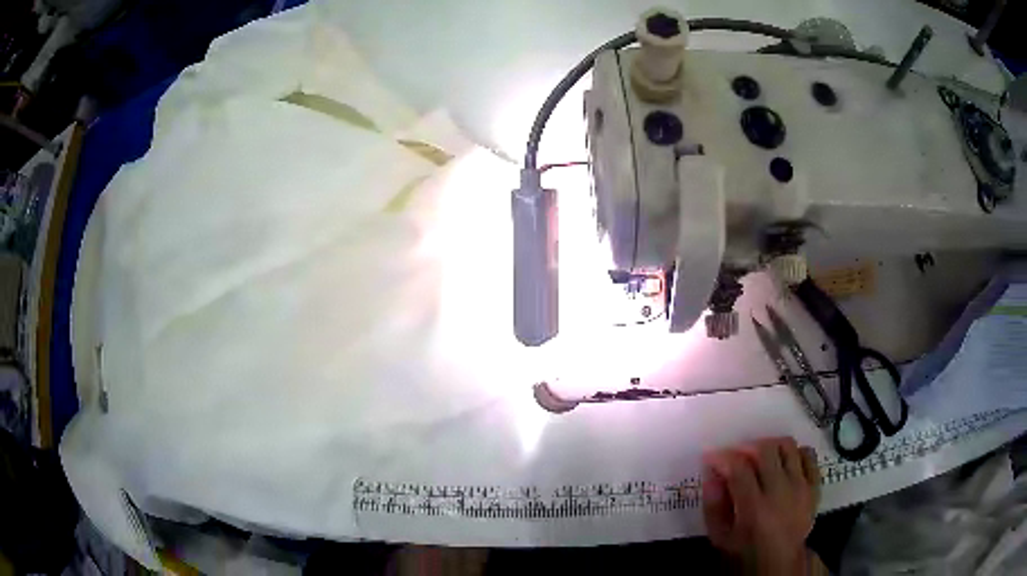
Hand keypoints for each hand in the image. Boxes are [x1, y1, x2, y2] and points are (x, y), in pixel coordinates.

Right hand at [702, 438, 822, 574]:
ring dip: (770, 445)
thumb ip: (713, 505)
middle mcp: (781, 492)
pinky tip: (782, 462)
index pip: (739, 468)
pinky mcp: (814, 485)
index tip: (711, 457)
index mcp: (754, 508)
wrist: (781, 560)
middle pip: (765, 450)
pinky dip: (794, 452)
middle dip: (746, 446)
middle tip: (735, 455)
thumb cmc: (745, 549)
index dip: (722, 457)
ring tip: (759, 456)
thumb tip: (712, 474)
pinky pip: (808, 455)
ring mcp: (801, 486)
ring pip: (788, 446)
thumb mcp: (720, 535)